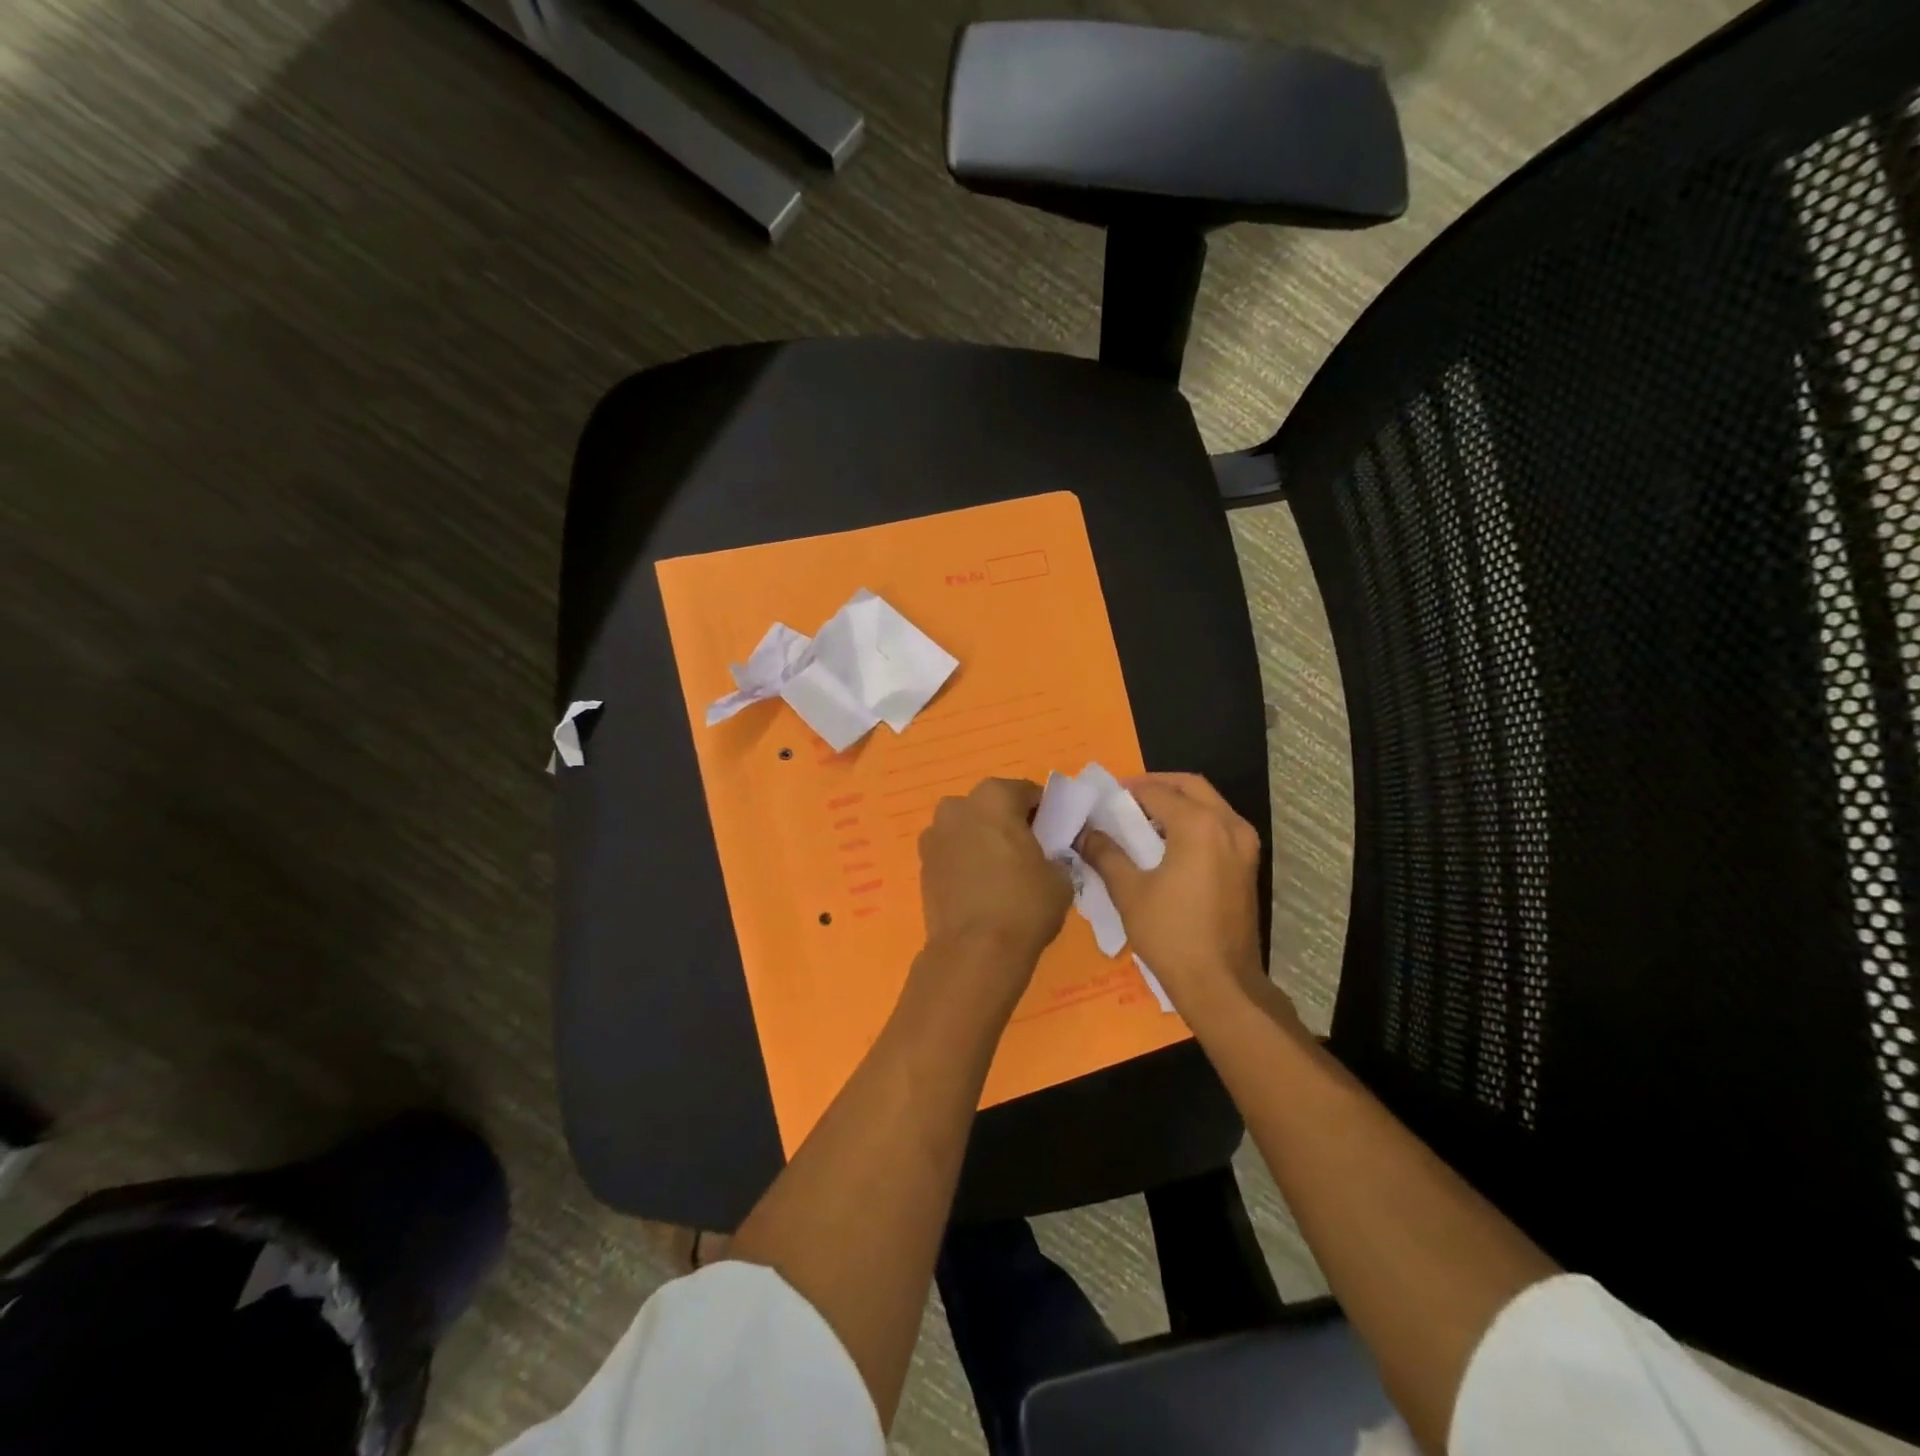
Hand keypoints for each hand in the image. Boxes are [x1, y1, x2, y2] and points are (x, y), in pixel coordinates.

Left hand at [917, 777, 1072, 1002]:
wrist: (975, 952)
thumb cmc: (1024, 905)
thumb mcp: (1061, 875)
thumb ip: (1057, 852)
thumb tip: (1050, 854)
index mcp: (994, 797)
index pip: (1027, 792)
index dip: (1045, 812)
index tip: (1055, 835)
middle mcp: (958, 806)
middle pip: (992, 806)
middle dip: (1009, 822)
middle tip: (1029, 852)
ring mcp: (934, 835)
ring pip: (968, 828)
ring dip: (983, 840)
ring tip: (1002, 873)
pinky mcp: (922, 864)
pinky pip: (952, 852)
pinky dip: (965, 861)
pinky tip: (980, 888)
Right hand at [1078, 773, 1285, 1025]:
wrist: (1221, 985)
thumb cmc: (1171, 935)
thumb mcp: (1129, 892)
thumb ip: (1105, 854)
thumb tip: (1084, 833)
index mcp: (1199, 825)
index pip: (1157, 791)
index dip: (1127, 790)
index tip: (1102, 798)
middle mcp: (1228, 825)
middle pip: (1190, 786)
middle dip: (1156, 786)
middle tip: (1125, 800)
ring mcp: (1245, 845)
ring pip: (1209, 804)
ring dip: (1177, 803)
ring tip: (1142, 820)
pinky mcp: (1248, 865)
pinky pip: (1219, 825)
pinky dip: (1194, 822)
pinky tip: (1168, 844)